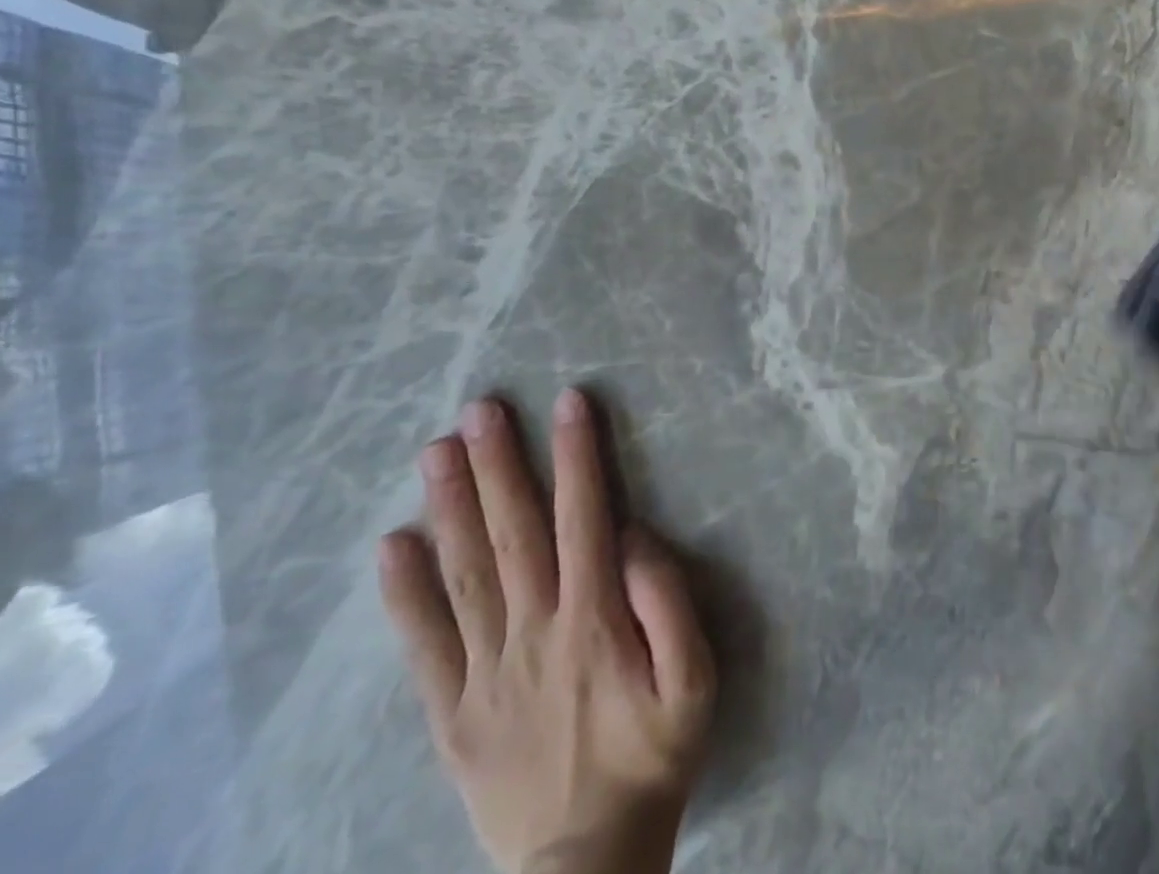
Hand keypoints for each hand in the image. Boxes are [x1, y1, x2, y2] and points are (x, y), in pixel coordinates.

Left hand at [378, 387, 715, 873]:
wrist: (587, 864)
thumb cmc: (654, 754)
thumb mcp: (696, 677)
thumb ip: (668, 600)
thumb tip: (633, 535)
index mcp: (594, 618)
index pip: (584, 516)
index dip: (578, 454)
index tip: (569, 401)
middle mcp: (535, 630)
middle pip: (514, 532)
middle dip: (500, 464)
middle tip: (481, 409)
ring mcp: (487, 671)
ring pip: (466, 573)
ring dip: (452, 507)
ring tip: (437, 450)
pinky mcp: (453, 712)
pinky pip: (425, 644)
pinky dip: (405, 593)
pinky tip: (393, 546)